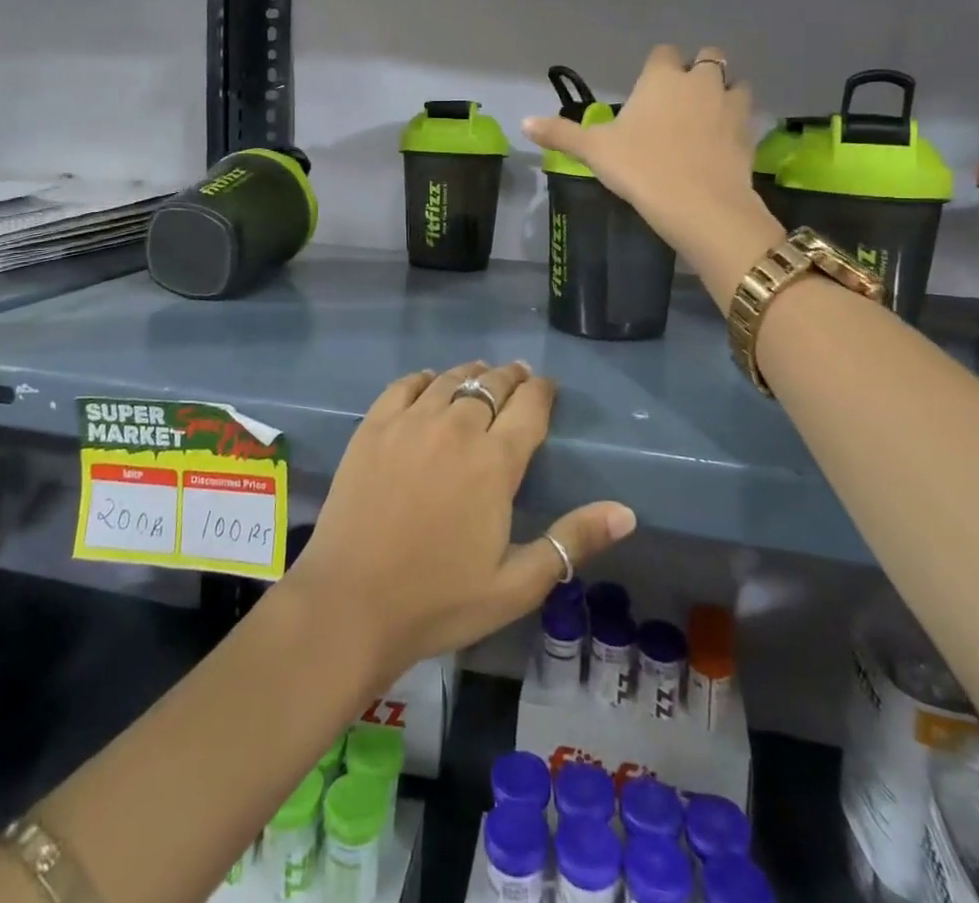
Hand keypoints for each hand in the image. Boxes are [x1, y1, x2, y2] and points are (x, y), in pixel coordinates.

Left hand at [286, 361, 635, 686]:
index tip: (548, 388)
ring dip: (472, 374)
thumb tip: (627, 512)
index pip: (530, 406)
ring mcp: (410, 423)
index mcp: (495, 462)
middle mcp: (456, 428)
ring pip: (450, 380)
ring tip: (481, 375)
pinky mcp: (373, 427)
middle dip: (511, 378)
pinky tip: (429, 382)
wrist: (351, 603)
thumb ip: (572, 541)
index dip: (543, 391)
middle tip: (518, 378)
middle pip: (492, 385)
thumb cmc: (439, 600)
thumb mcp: (516, 584)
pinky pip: (404, 385)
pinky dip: (424, 378)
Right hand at [523, 44, 783, 304]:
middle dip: (697, 71)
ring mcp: (730, 106)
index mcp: (662, 78)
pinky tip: (721, 146)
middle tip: (680, 99)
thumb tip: (523, 122)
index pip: (663, 53)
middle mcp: (700, 82)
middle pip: (708, 57)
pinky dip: (735, 125)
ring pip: (735, 84)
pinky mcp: (749, 135)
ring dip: (724, 94)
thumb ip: (561, 134)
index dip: (657, 67)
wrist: (700, 206)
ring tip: (707, 118)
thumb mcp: (595, 152)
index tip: (648, 88)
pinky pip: (745, 118)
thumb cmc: (641, 168)